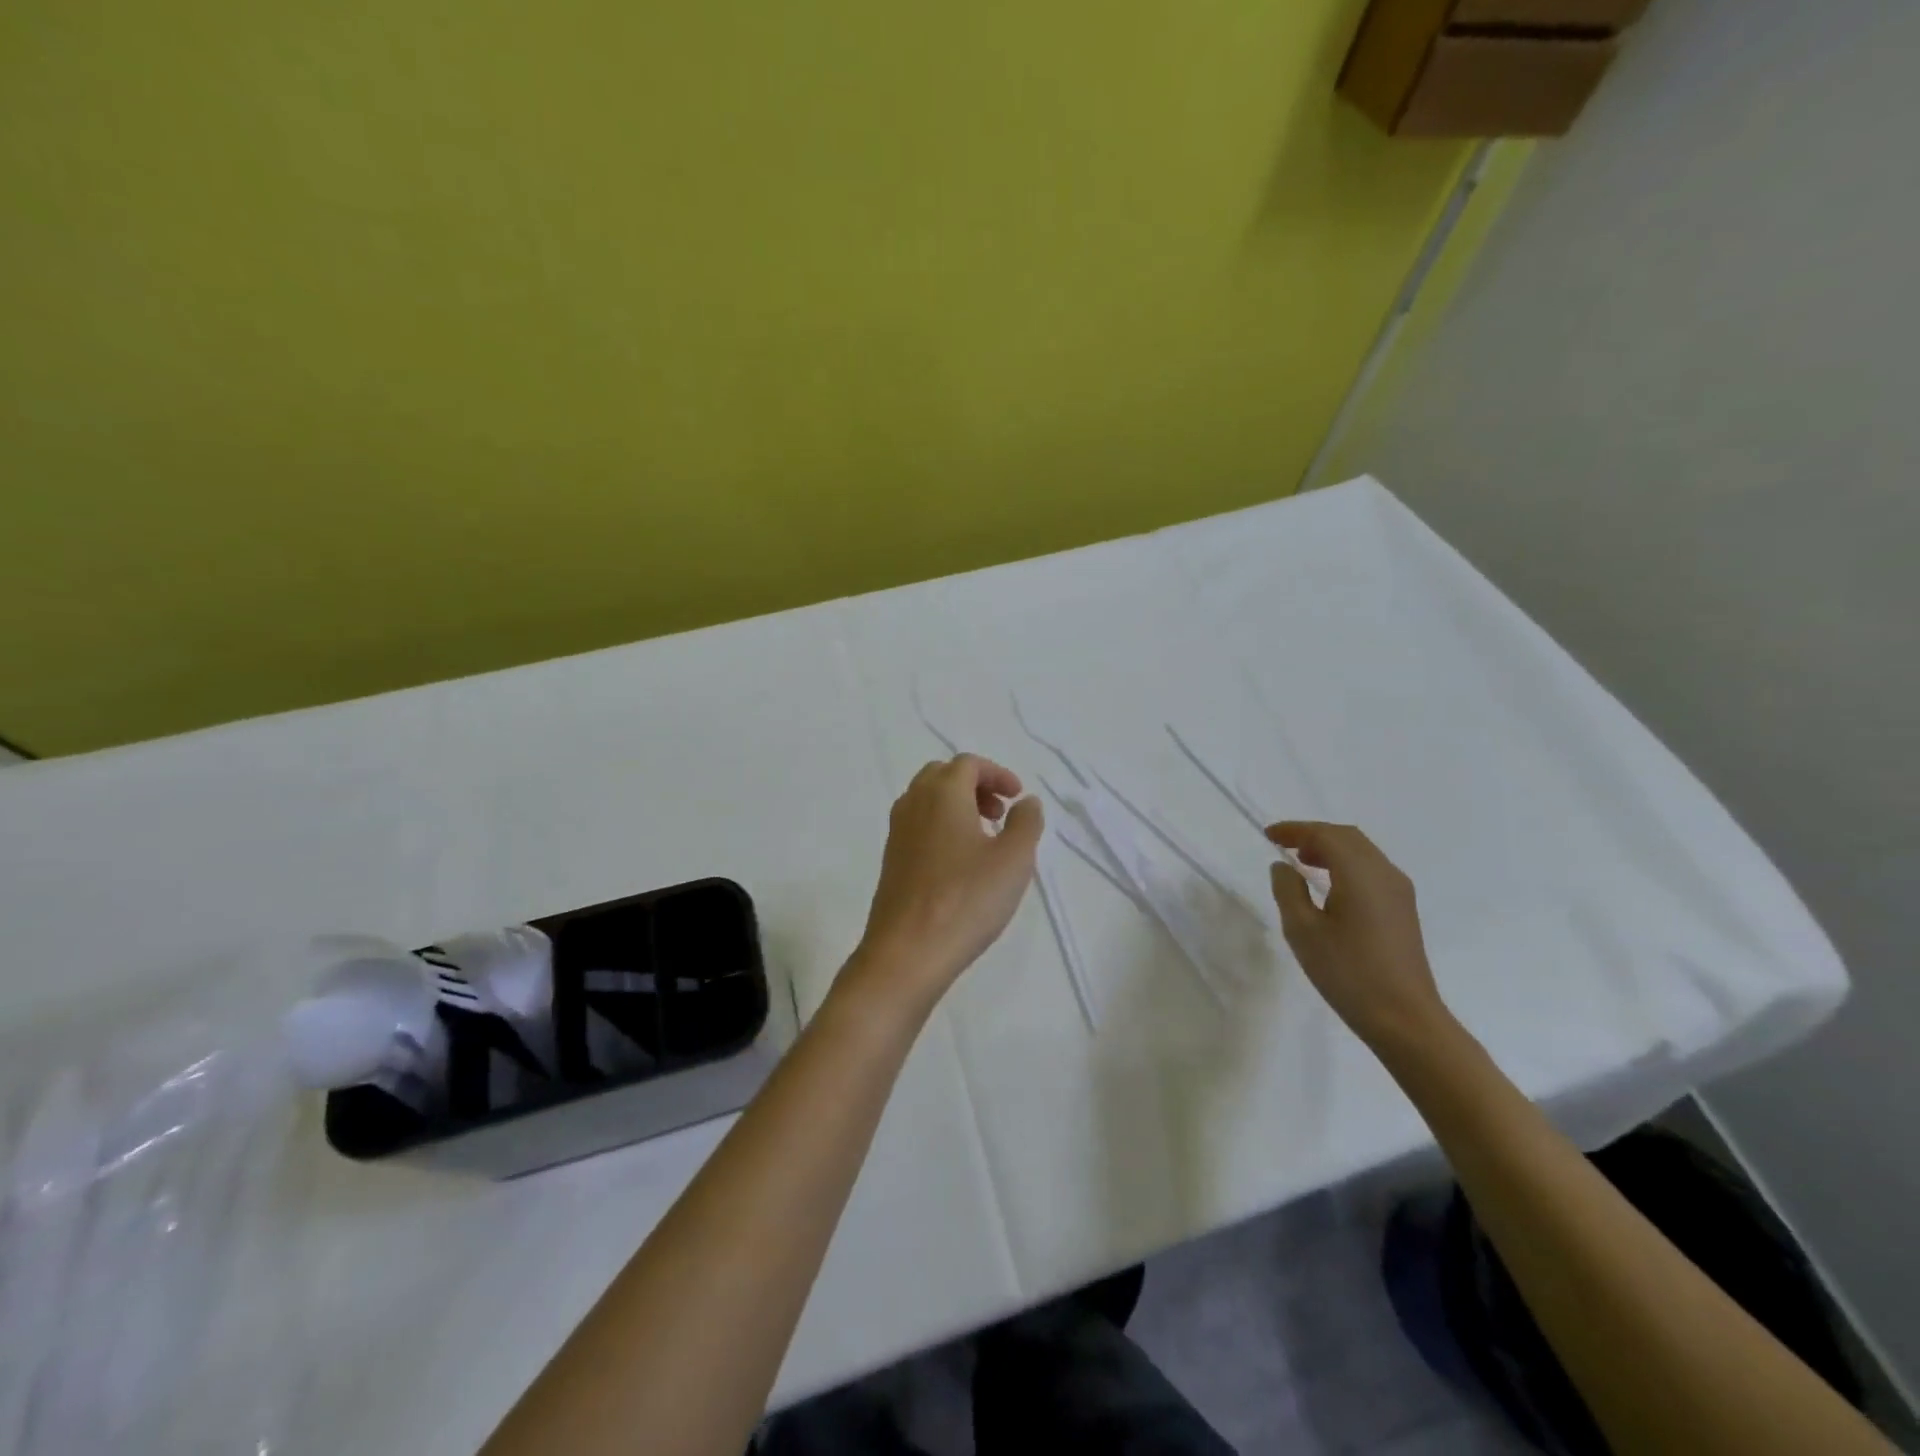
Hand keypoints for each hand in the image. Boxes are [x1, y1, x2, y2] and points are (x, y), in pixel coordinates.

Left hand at [849, 755, 1044, 1014]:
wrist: (907, 952)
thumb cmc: (966, 900)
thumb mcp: (1013, 859)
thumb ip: (1026, 823)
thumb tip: (1026, 802)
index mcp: (942, 794)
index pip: (968, 764)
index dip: (997, 774)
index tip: (1017, 797)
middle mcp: (913, 804)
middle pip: (943, 776)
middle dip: (975, 786)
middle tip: (1000, 813)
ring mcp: (897, 833)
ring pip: (927, 801)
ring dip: (958, 807)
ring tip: (985, 840)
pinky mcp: (892, 861)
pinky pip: (918, 827)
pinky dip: (942, 828)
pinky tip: (961, 864)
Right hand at [1266, 821, 1452, 1051]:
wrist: (1404, 1019)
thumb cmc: (1348, 973)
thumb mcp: (1303, 931)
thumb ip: (1288, 891)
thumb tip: (1283, 867)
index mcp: (1360, 873)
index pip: (1325, 835)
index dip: (1294, 830)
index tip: (1268, 835)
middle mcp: (1384, 873)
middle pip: (1347, 837)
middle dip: (1313, 834)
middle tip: (1284, 845)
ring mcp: (1399, 891)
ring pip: (1362, 851)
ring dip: (1331, 848)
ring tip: (1302, 863)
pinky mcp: (1403, 909)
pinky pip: (1371, 869)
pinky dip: (1346, 864)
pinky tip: (1329, 886)